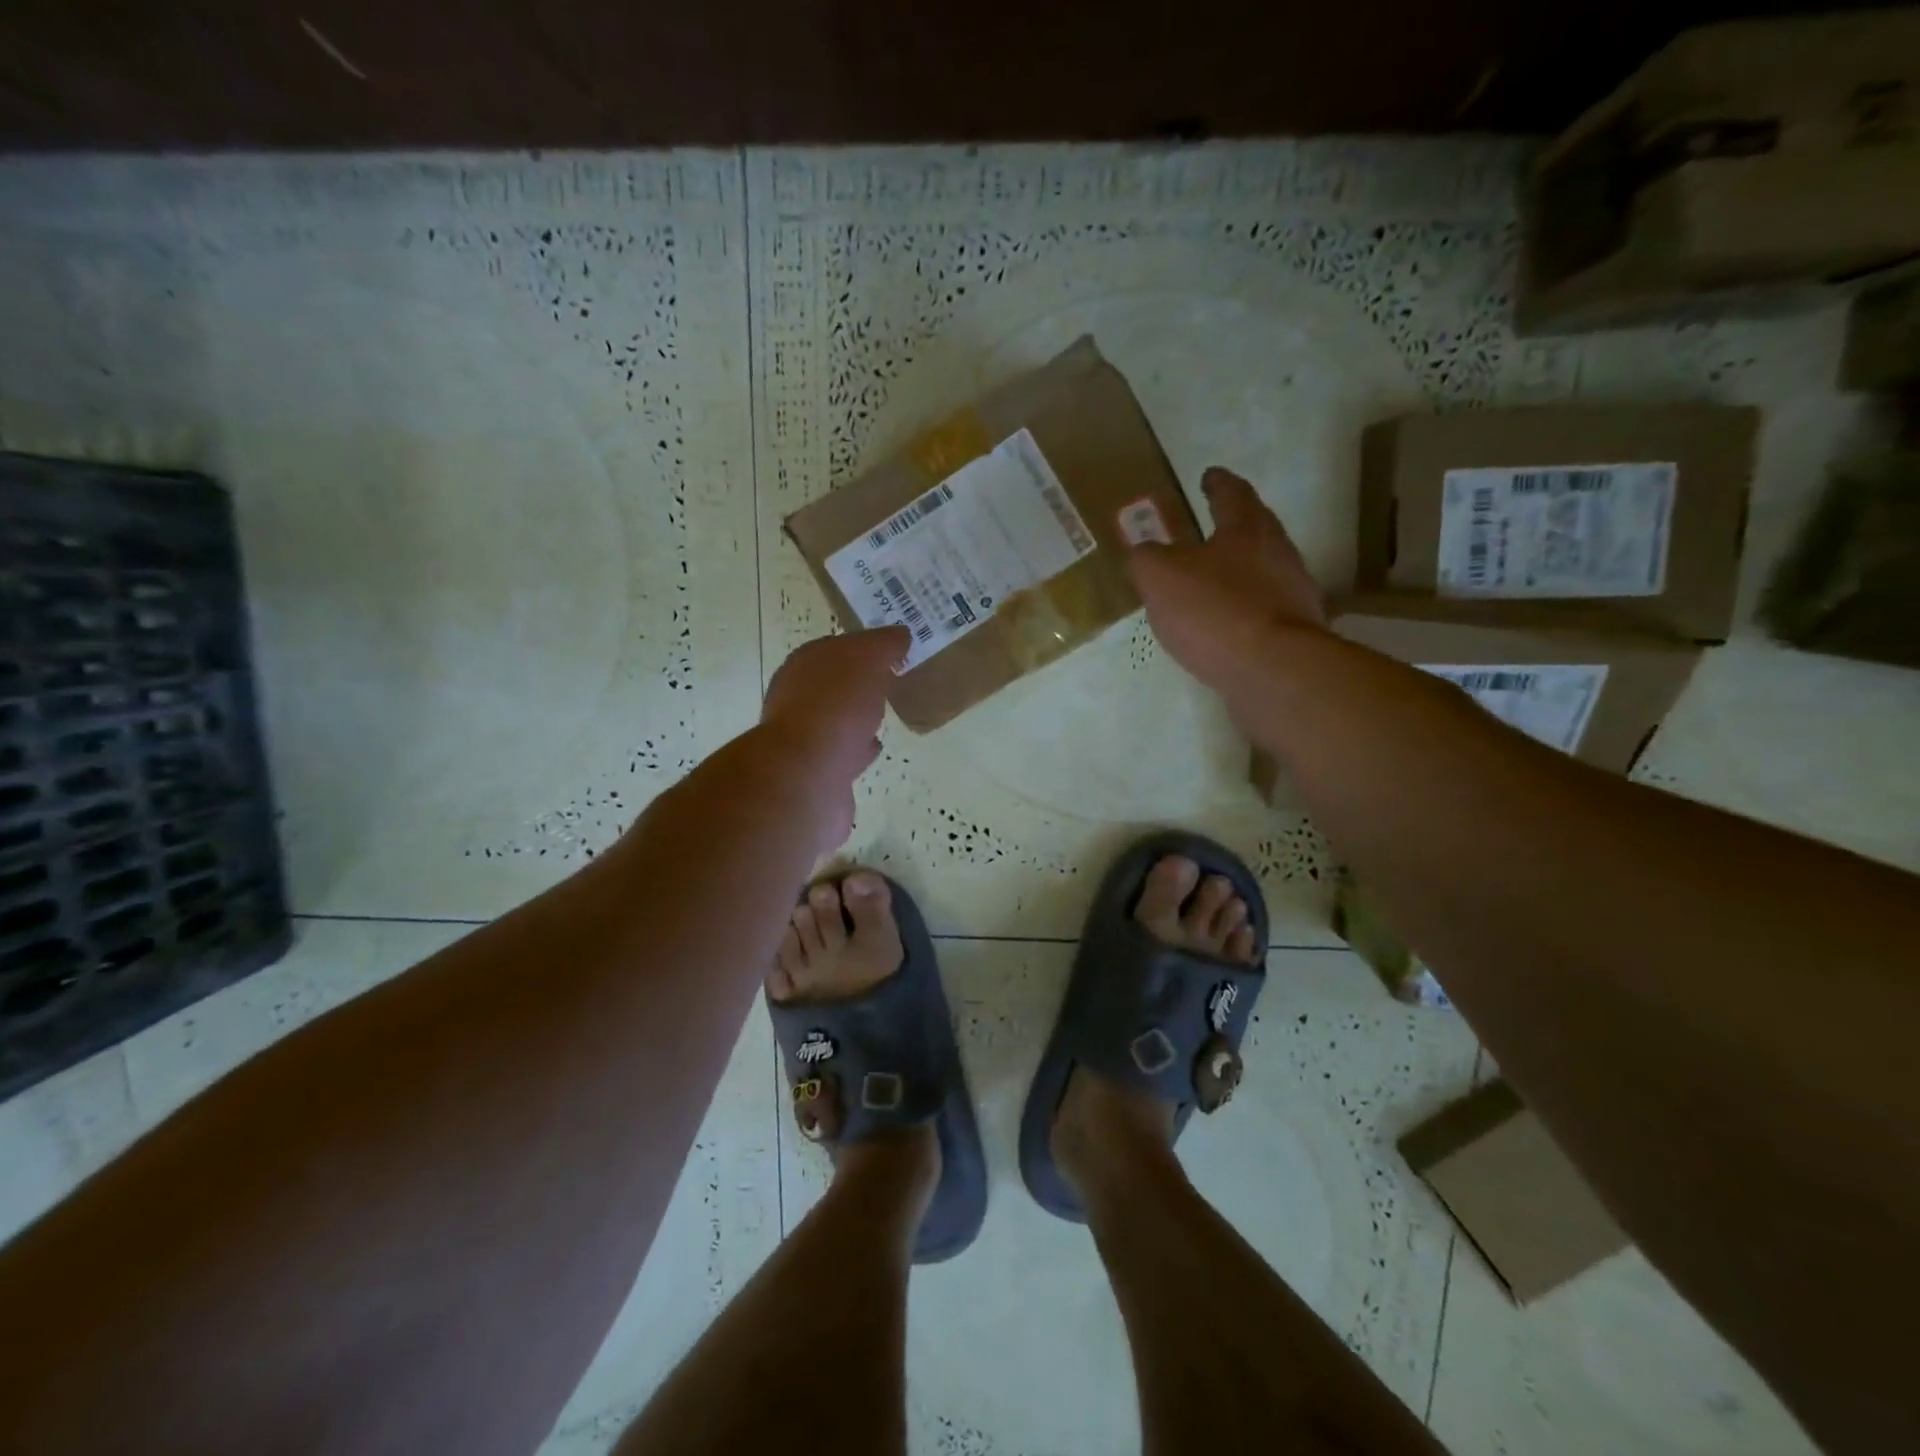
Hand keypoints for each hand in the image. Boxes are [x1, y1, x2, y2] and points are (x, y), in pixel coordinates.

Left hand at [761, 627, 908, 843]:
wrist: (808, 774)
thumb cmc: (836, 706)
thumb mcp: (867, 660)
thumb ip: (884, 644)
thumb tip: (899, 635)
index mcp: (805, 663)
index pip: (838, 646)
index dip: (866, 646)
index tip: (897, 650)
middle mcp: (797, 696)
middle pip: (834, 682)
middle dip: (858, 681)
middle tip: (891, 679)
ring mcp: (804, 736)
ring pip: (837, 717)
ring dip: (857, 714)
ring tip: (885, 712)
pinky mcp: (815, 769)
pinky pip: (842, 751)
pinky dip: (858, 747)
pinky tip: (874, 746)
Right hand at [1129, 467, 1326, 696]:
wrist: (1273, 671)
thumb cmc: (1216, 610)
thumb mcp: (1161, 576)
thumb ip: (1146, 558)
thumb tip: (1143, 553)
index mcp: (1247, 528)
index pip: (1232, 493)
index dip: (1217, 483)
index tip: (1208, 475)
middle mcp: (1278, 553)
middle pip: (1254, 530)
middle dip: (1231, 527)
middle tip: (1206, 527)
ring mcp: (1291, 594)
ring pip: (1260, 572)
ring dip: (1235, 572)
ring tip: (1207, 583)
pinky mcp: (1293, 633)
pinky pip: (1260, 611)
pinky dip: (1240, 611)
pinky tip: (1221, 627)